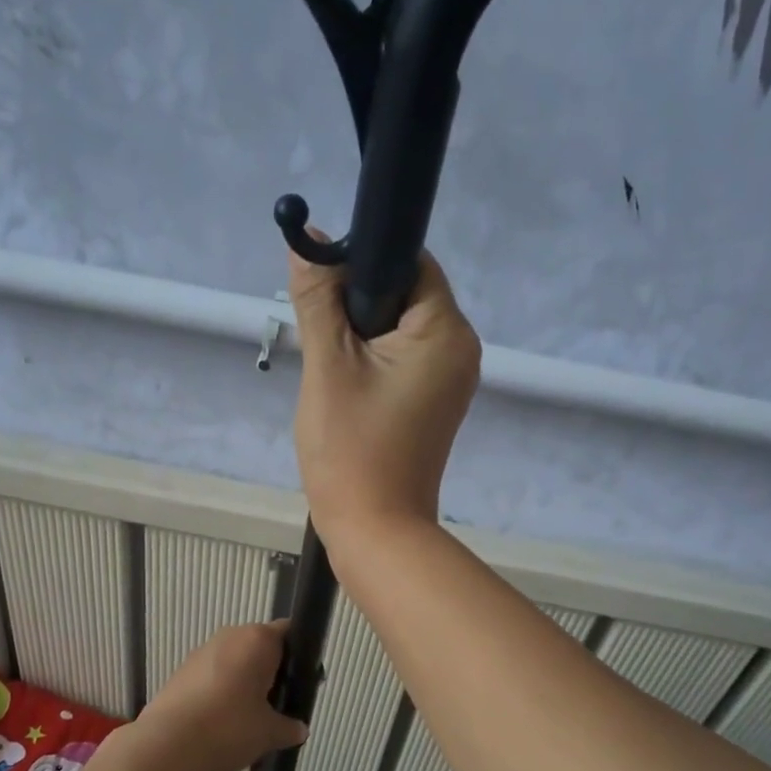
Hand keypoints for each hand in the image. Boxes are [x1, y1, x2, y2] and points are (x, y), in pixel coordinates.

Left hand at [134, 621, 307, 770]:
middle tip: (278, 706)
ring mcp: (202, 652)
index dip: (300, 656)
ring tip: (248, 720)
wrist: (167, 744)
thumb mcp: (270, 732)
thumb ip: (289, 727)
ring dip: (245, 684)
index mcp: (258, 640)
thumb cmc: (229, 727)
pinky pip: (213, 676)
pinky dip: (222, 693)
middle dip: (271, 673)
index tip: (302, 683)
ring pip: (235, 662)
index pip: (289, 632)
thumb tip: (299, 729)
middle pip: (260, 647)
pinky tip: (221, 723)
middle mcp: (230, 636)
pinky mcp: (181, 671)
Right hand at [289, 242, 480, 546]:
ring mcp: (452, 380)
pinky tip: (347, 388)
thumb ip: (319, 298)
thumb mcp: (328, 366)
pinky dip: (374, 361)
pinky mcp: (436, 404)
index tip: (323, 291)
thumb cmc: (351, 449)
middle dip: (358, 305)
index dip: (363, 262)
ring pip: (401, 329)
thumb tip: (309, 239)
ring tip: (332, 371)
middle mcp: (461, 349)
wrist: (376, 531)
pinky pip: (405, 361)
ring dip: (361, 335)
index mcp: (446, 331)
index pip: (410, 262)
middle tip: (321, 339)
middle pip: (406, 294)